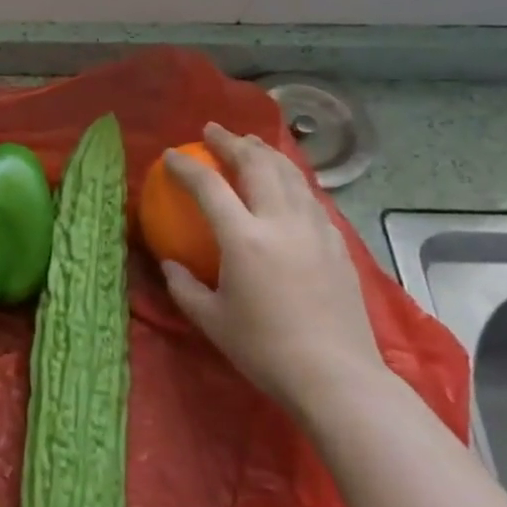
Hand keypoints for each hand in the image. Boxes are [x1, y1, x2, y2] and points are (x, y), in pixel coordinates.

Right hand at [161, 123, 383, 416]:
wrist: (335, 375)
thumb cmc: (264, 349)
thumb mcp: (210, 320)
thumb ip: (184, 286)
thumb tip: (170, 263)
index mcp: (244, 239)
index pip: (210, 187)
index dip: (187, 167)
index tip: (172, 155)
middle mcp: (281, 222)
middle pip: (257, 165)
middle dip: (232, 142)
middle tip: (213, 131)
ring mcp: (315, 230)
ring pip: (290, 175)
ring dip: (265, 153)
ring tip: (249, 144)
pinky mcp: (337, 244)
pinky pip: (310, 197)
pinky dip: (291, 179)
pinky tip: (285, 184)